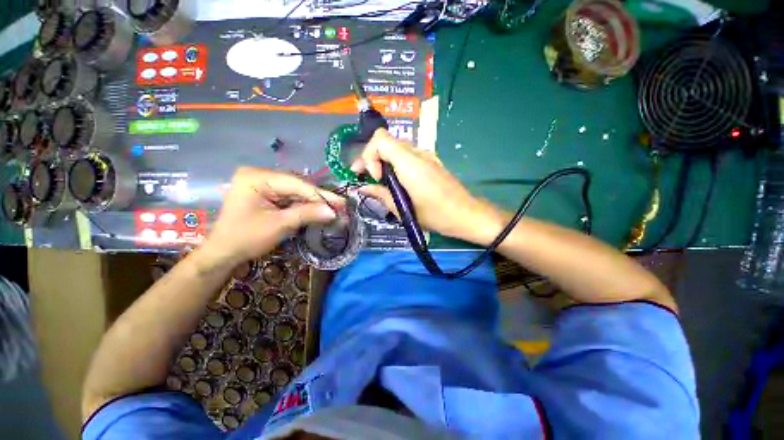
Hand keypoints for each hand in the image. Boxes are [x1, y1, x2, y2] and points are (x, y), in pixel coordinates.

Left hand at [201, 168, 343, 266]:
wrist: (224, 252)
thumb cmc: (246, 238)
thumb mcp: (279, 225)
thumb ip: (307, 214)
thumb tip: (333, 211)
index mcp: (256, 178)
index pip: (295, 183)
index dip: (320, 194)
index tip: (341, 203)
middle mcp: (259, 175)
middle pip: (296, 185)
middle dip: (318, 197)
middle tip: (339, 205)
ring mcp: (262, 183)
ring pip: (295, 190)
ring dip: (313, 201)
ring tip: (333, 207)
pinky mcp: (266, 192)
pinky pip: (289, 196)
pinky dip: (303, 204)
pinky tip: (317, 209)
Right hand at [351, 129, 505, 245]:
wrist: (467, 215)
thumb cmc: (436, 216)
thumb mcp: (404, 210)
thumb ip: (381, 195)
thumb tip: (363, 188)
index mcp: (410, 164)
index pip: (380, 139)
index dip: (370, 155)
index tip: (375, 177)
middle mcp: (418, 154)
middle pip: (386, 141)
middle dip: (372, 157)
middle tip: (366, 177)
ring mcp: (426, 155)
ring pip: (396, 148)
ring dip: (383, 160)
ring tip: (379, 180)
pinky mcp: (431, 161)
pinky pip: (407, 155)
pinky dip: (395, 163)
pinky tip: (396, 180)